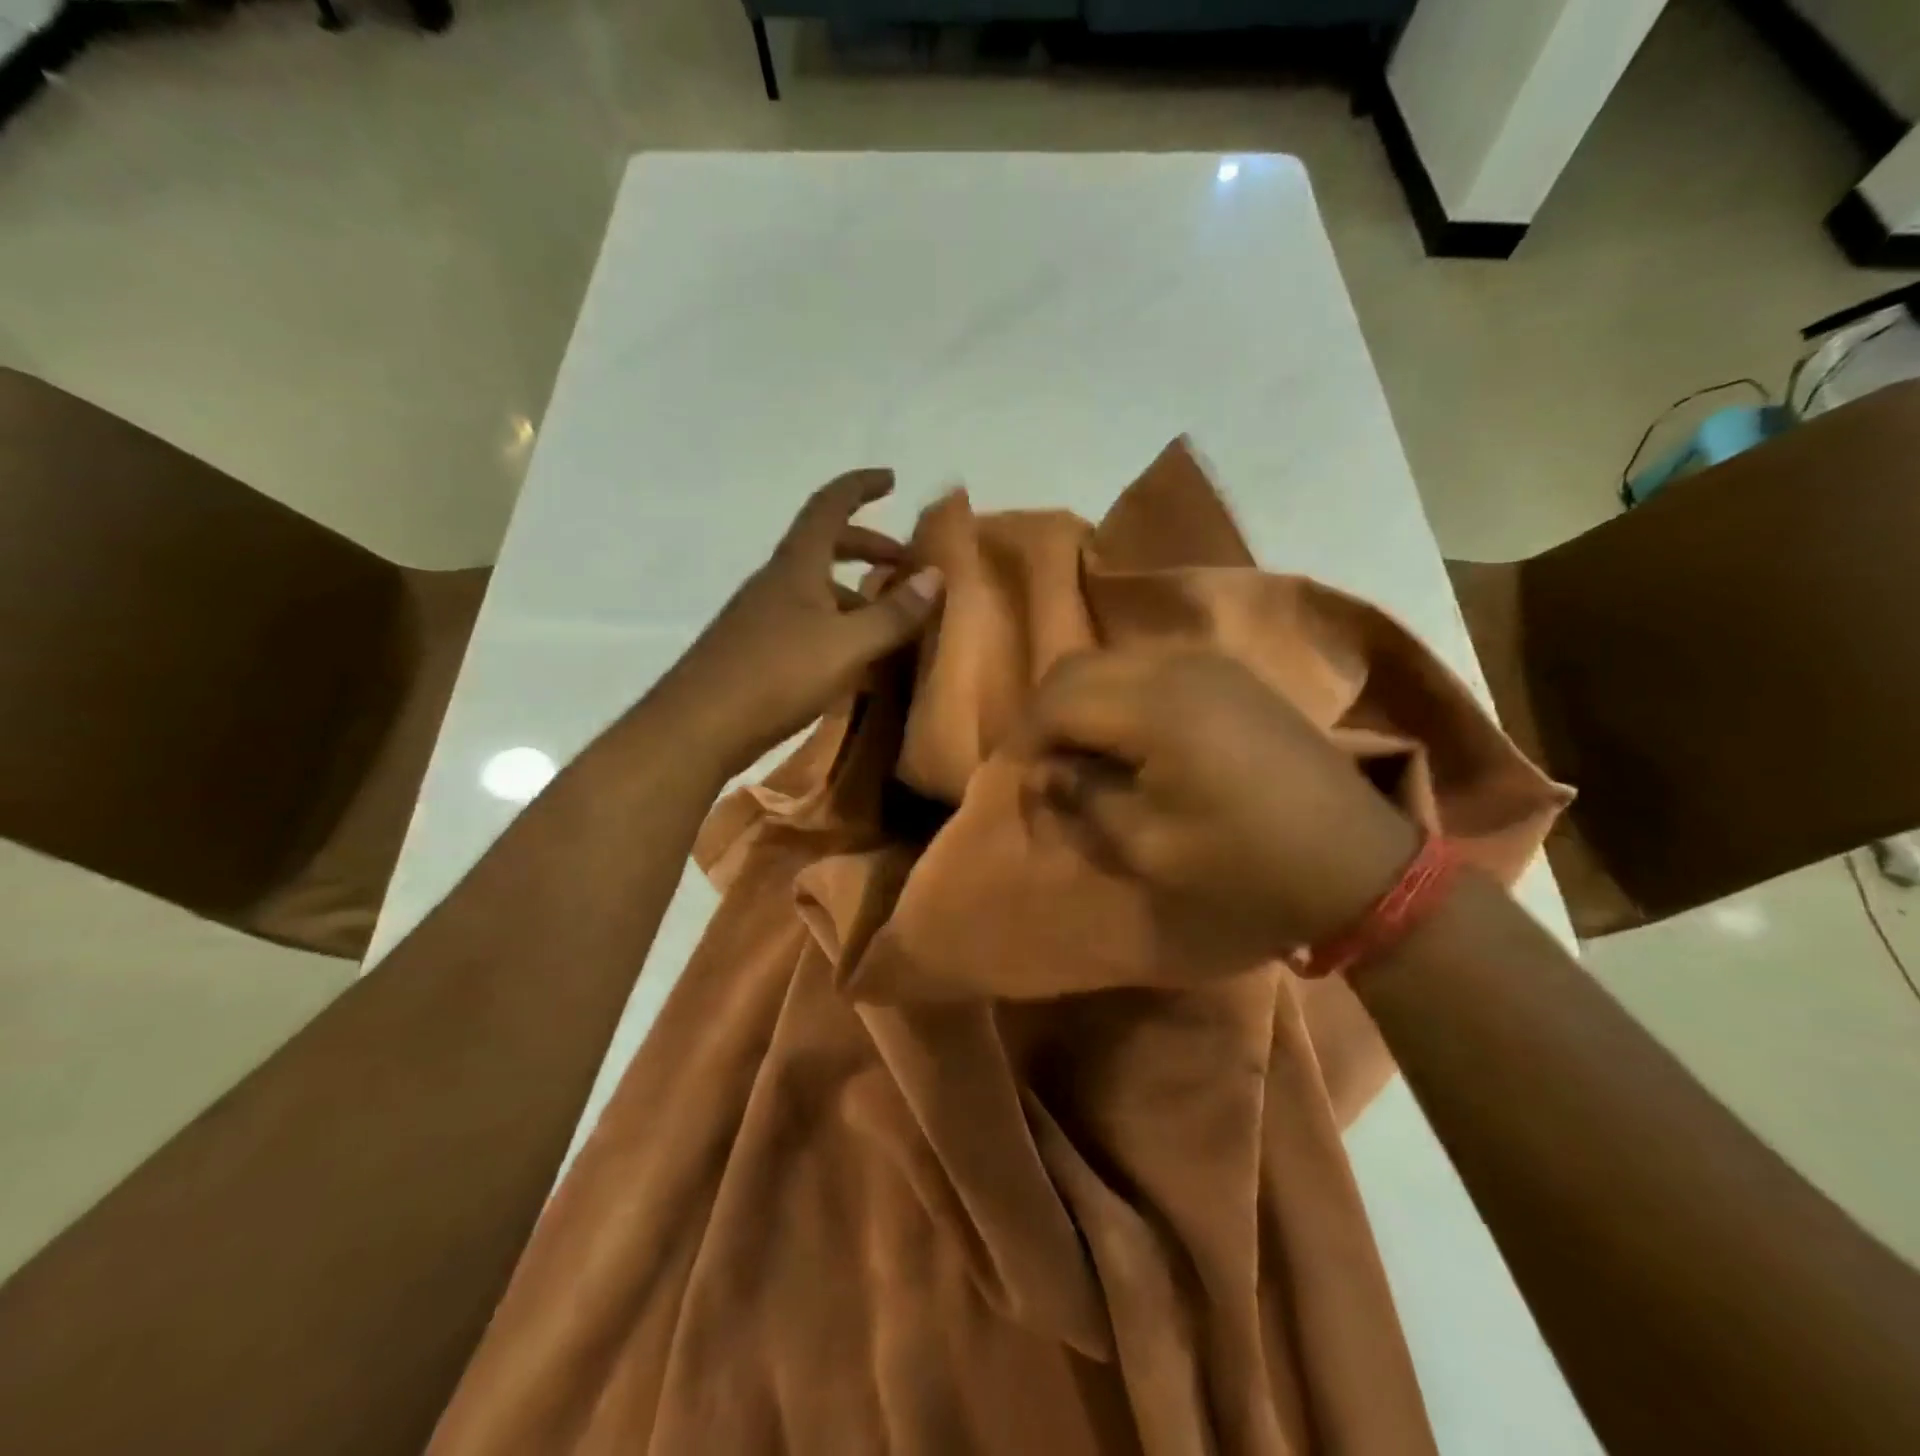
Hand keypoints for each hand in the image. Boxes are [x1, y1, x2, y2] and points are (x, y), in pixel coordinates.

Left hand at [665, 469, 942, 775]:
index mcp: (796, 565)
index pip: (829, 506)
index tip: (891, 479)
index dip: (860, 487)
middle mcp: (777, 581)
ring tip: (890, 620)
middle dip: (867, 547)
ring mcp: (762, 616)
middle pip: (825, 547)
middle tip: (903, 562)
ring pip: (816, 589)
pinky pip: (806, 622)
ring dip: (854, 593)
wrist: (699, 726)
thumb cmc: (776, 675)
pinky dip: (837, 627)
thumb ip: (893, 614)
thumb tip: (936, 576)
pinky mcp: (756, 649)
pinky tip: (854, 661)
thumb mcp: (847, 646)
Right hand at [1027, 648, 1418, 957]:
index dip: (1025, 737)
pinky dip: (1120, 695)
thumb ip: (1083, 798)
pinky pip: (1149, 666)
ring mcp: (1208, 663)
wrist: (1354, 862)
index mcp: (1153, 708)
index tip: (1019, 778)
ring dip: (1082, 701)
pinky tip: (1129, 739)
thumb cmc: (1243, 864)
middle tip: (1042, 765)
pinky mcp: (1230, 673)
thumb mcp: (1147, 845)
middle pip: (1077, 667)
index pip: (1057, 699)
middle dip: (1046, 713)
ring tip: (1081, 754)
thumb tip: (1045, 770)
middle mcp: (1175, 666)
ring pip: (1112, 661)